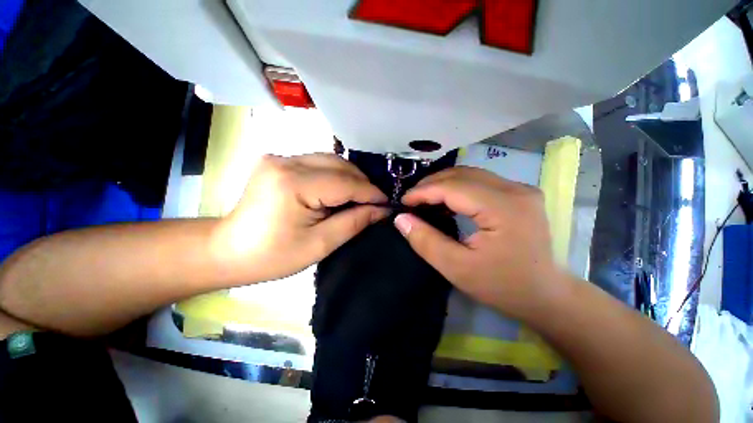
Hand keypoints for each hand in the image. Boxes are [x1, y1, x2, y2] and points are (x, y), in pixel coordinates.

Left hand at [212, 154, 388, 282]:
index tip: (387, 203)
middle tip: (375, 202)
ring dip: (350, 178)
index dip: (370, 192)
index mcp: (294, 184)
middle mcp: (286, 161)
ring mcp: (280, 158)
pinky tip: (339, 190)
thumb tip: (381, 210)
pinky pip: (317, 162)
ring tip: (360, 197)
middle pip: (338, 164)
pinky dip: (334, 175)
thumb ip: (353, 222)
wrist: (228, 251)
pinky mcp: (278, 161)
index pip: (345, 182)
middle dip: (362, 183)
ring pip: (330, 160)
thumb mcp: (319, 244)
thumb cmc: (272, 256)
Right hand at [394, 166, 561, 319]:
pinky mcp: (519, 194)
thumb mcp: (457, 268)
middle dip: (431, 184)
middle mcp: (515, 189)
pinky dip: (457, 188)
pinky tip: (446, 201)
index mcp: (503, 207)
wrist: (546, 295)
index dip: (423, 191)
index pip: (453, 187)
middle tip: (411, 200)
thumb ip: (426, 241)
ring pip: (470, 174)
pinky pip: (480, 182)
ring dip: (443, 184)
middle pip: (462, 174)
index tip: (403, 201)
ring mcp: (520, 189)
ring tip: (424, 199)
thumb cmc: (502, 286)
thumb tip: (401, 219)